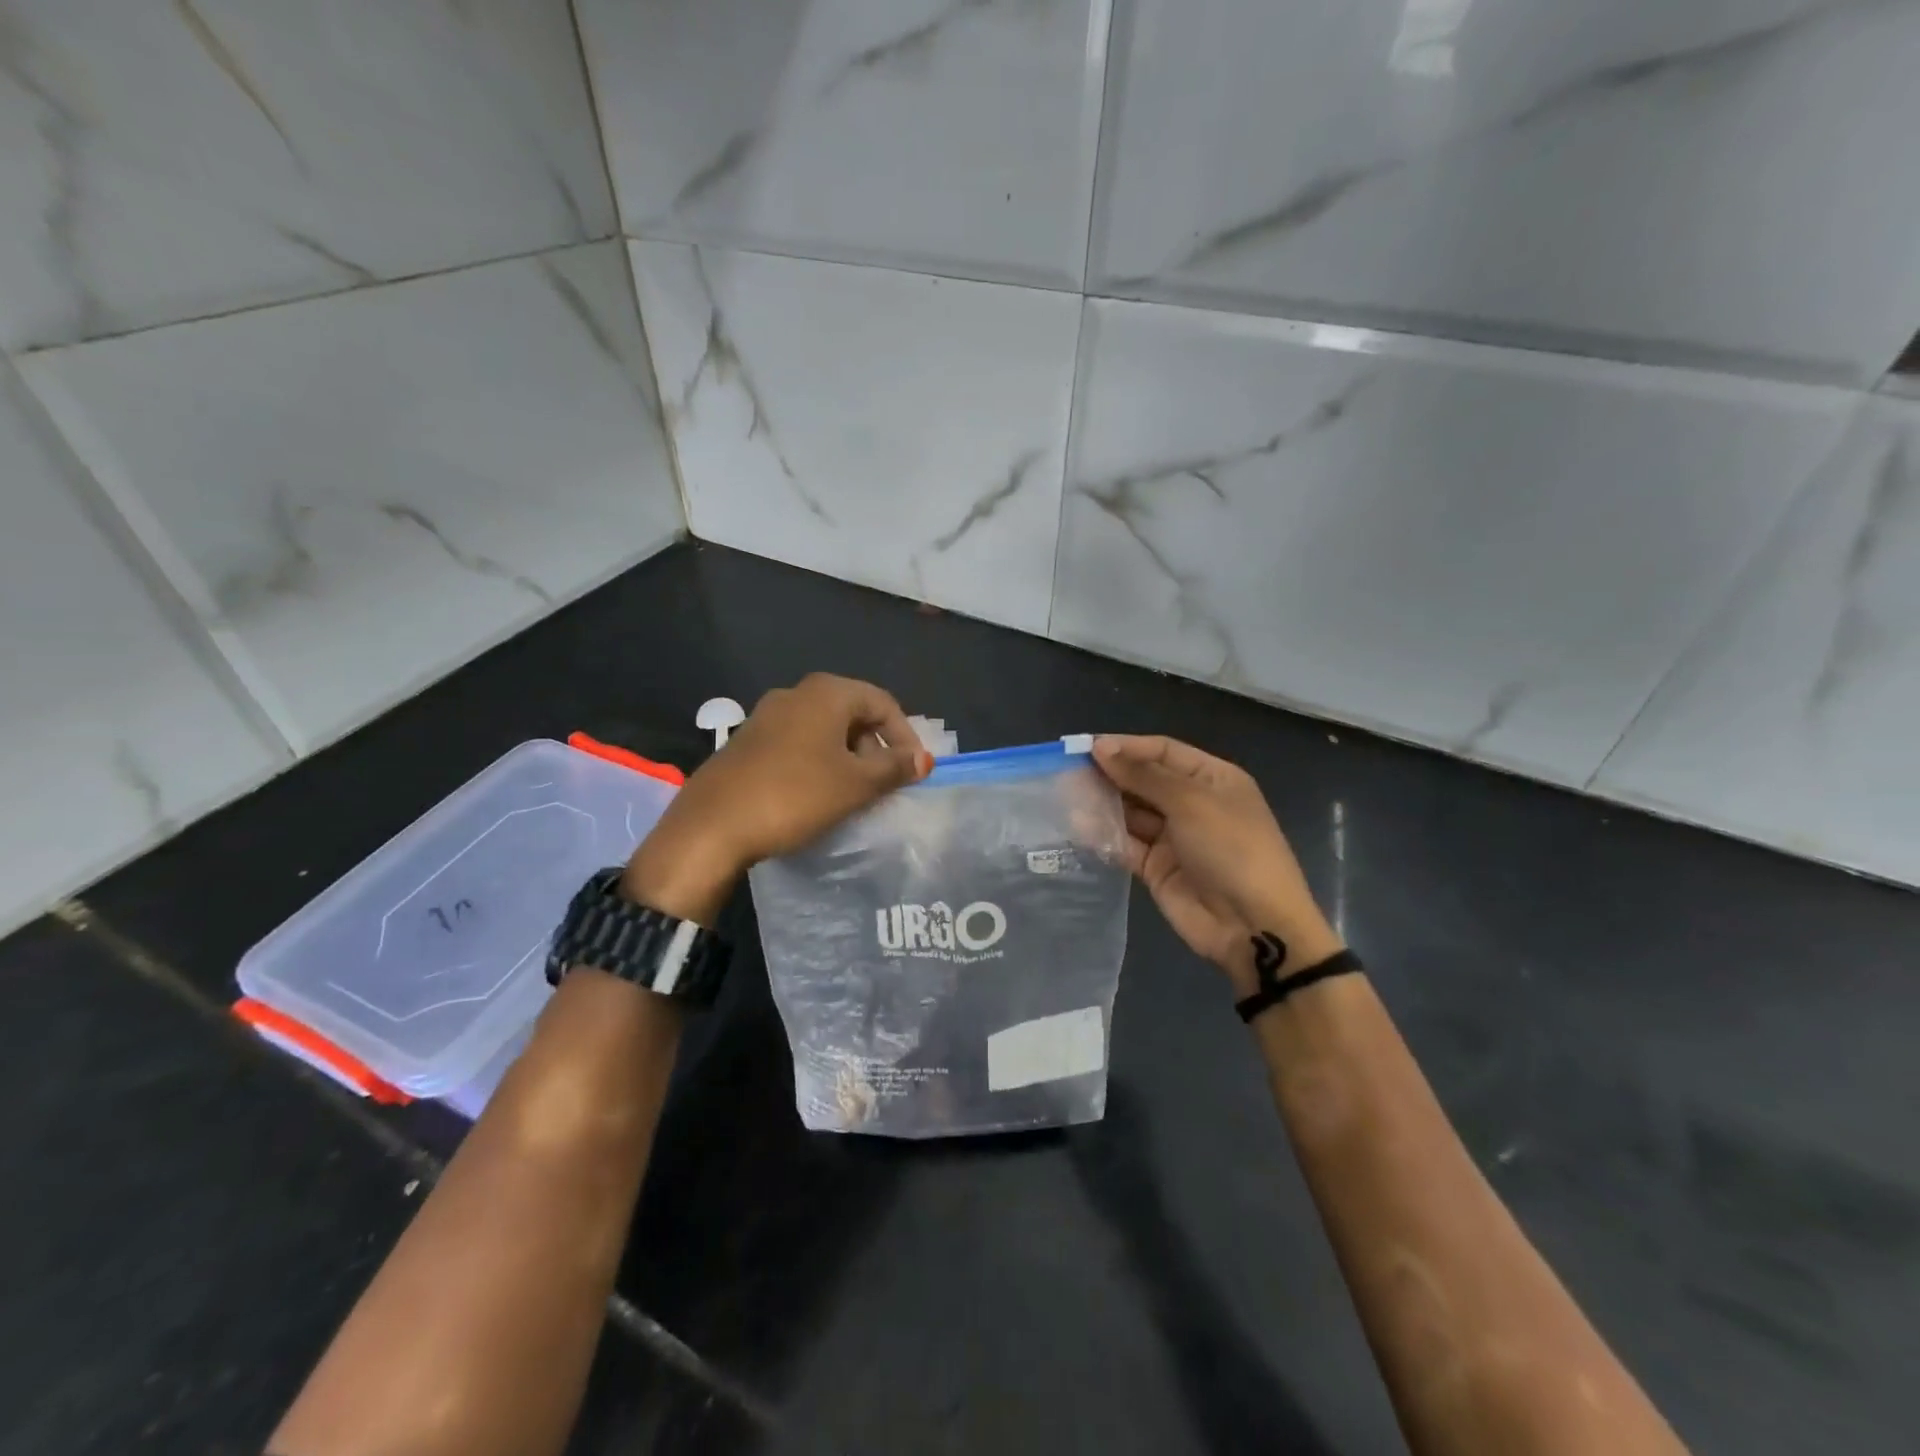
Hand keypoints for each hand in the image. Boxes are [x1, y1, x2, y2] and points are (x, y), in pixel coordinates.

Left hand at [623, 674, 929, 923]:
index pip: (882, 702)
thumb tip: (925, 759)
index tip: (915, 771)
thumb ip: (894, 768)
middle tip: (886, 784)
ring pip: (824, 730)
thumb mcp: (854, 784)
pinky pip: (798, 743)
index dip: (906, 735)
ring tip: (856, 794)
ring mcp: (766, 716)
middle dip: (876, 747)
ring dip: (848, 757)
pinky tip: (818, 795)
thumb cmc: (795, 796)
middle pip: (852, 713)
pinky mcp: (748, 742)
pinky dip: (819, 762)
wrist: (712, 826)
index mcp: (826, 693)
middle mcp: (795, 694)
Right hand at [1092, 735, 1340, 997]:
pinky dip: (1105, 835)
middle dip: (1110, 775)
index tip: (1086, 748)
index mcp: (1212, 779)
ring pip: (1131, 812)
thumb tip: (1101, 748)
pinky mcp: (1156, 868)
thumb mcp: (1191, 803)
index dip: (1127, 747)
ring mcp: (1174, 837)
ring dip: (1103, 804)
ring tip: (1066, 795)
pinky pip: (1126, 844)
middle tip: (1068, 771)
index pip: (1163, 751)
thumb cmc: (1231, 849)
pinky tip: (1078, 826)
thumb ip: (1143, 776)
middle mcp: (1193, 803)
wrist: (1253, 925)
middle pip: (1144, 780)